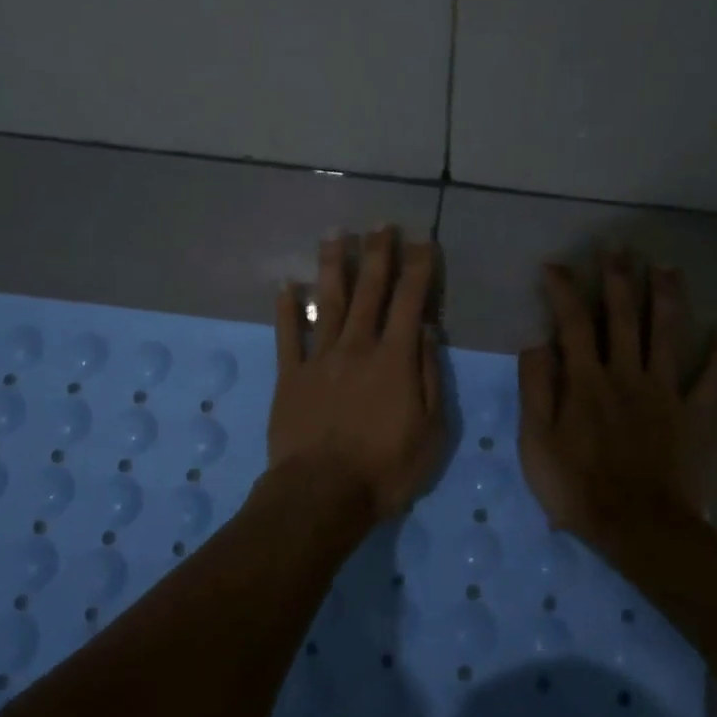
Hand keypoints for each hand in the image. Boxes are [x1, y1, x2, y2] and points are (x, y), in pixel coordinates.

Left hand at [269, 229, 445, 525]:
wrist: (322, 493)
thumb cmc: (385, 469)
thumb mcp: (431, 431)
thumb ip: (429, 377)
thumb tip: (426, 332)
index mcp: (394, 359)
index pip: (410, 302)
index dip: (418, 269)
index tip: (423, 241)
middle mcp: (356, 347)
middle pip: (369, 291)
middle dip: (377, 254)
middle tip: (380, 223)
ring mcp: (319, 359)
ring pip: (328, 303)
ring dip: (333, 266)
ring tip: (335, 234)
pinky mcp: (290, 376)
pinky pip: (287, 336)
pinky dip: (286, 309)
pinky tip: (286, 285)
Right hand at [518, 255, 716, 552]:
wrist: (638, 529)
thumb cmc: (577, 487)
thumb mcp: (536, 442)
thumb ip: (535, 389)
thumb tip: (536, 343)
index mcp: (586, 381)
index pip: (572, 323)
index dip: (563, 290)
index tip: (555, 265)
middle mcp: (627, 374)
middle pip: (622, 317)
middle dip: (618, 279)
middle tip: (618, 246)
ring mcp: (666, 393)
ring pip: (668, 335)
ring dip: (667, 298)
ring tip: (667, 267)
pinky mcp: (697, 416)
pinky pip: (716, 382)